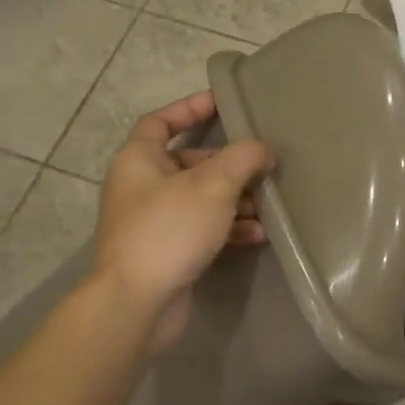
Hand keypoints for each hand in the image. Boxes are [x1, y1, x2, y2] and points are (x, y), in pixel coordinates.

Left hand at [92, 92, 273, 353]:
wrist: (137, 303)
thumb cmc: (170, 230)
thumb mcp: (213, 185)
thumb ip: (243, 158)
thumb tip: (264, 148)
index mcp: (139, 160)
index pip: (161, 121)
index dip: (190, 108)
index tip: (222, 102)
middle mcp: (141, 187)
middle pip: (188, 162)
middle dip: (227, 164)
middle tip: (261, 164)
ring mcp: (152, 222)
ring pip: (199, 198)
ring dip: (234, 199)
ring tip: (267, 204)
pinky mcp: (166, 252)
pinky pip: (201, 229)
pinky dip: (227, 228)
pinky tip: (258, 234)